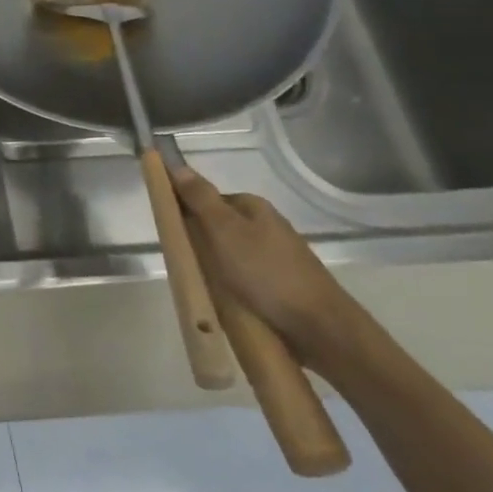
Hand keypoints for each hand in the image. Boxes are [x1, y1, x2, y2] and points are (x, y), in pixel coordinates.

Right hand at [169, 165, 354, 362]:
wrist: (320, 327)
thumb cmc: (266, 272)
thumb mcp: (224, 230)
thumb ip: (200, 198)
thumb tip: (177, 164)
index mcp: (254, 208)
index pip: (207, 199)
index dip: (186, 212)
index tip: (172, 233)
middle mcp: (268, 226)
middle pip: (218, 227)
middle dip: (200, 243)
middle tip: (188, 262)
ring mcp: (277, 257)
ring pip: (230, 255)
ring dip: (215, 267)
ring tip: (204, 285)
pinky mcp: (282, 285)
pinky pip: (244, 278)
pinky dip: (232, 285)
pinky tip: (226, 299)